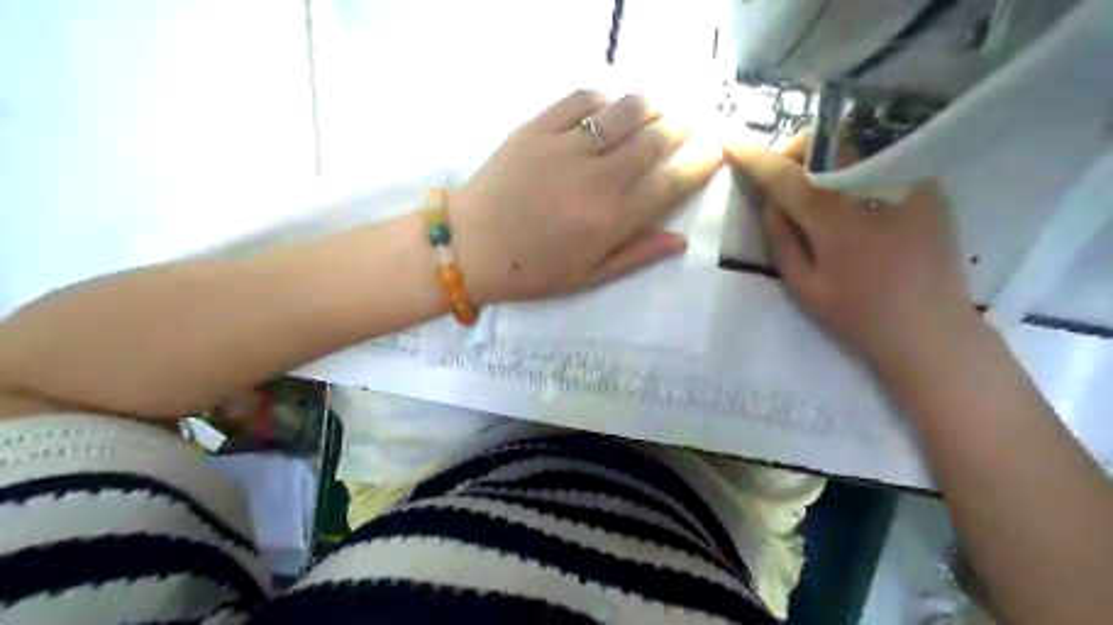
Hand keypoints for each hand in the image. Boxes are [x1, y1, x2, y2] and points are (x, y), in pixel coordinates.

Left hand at [449, 91, 722, 305]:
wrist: (470, 246)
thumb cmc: (530, 271)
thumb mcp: (587, 278)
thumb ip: (636, 256)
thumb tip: (680, 239)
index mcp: (610, 221)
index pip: (670, 184)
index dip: (699, 164)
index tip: (714, 152)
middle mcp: (595, 179)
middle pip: (654, 140)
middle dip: (683, 127)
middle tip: (692, 122)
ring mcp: (565, 148)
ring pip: (624, 112)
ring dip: (652, 105)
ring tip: (662, 106)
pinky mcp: (536, 128)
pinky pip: (581, 101)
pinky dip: (603, 100)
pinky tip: (608, 108)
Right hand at [723, 132, 975, 365]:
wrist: (930, 331)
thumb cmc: (858, 317)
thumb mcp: (804, 287)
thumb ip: (781, 239)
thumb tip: (771, 201)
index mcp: (837, 223)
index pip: (787, 177)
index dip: (755, 158)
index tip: (731, 143)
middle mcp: (874, 193)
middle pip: (826, 143)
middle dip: (796, 149)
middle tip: (783, 175)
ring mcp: (909, 186)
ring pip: (856, 142)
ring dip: (824, 153)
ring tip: (815, 182)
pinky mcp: (930, 189)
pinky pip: (883, 158)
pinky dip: (855, 164)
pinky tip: (851, 192)